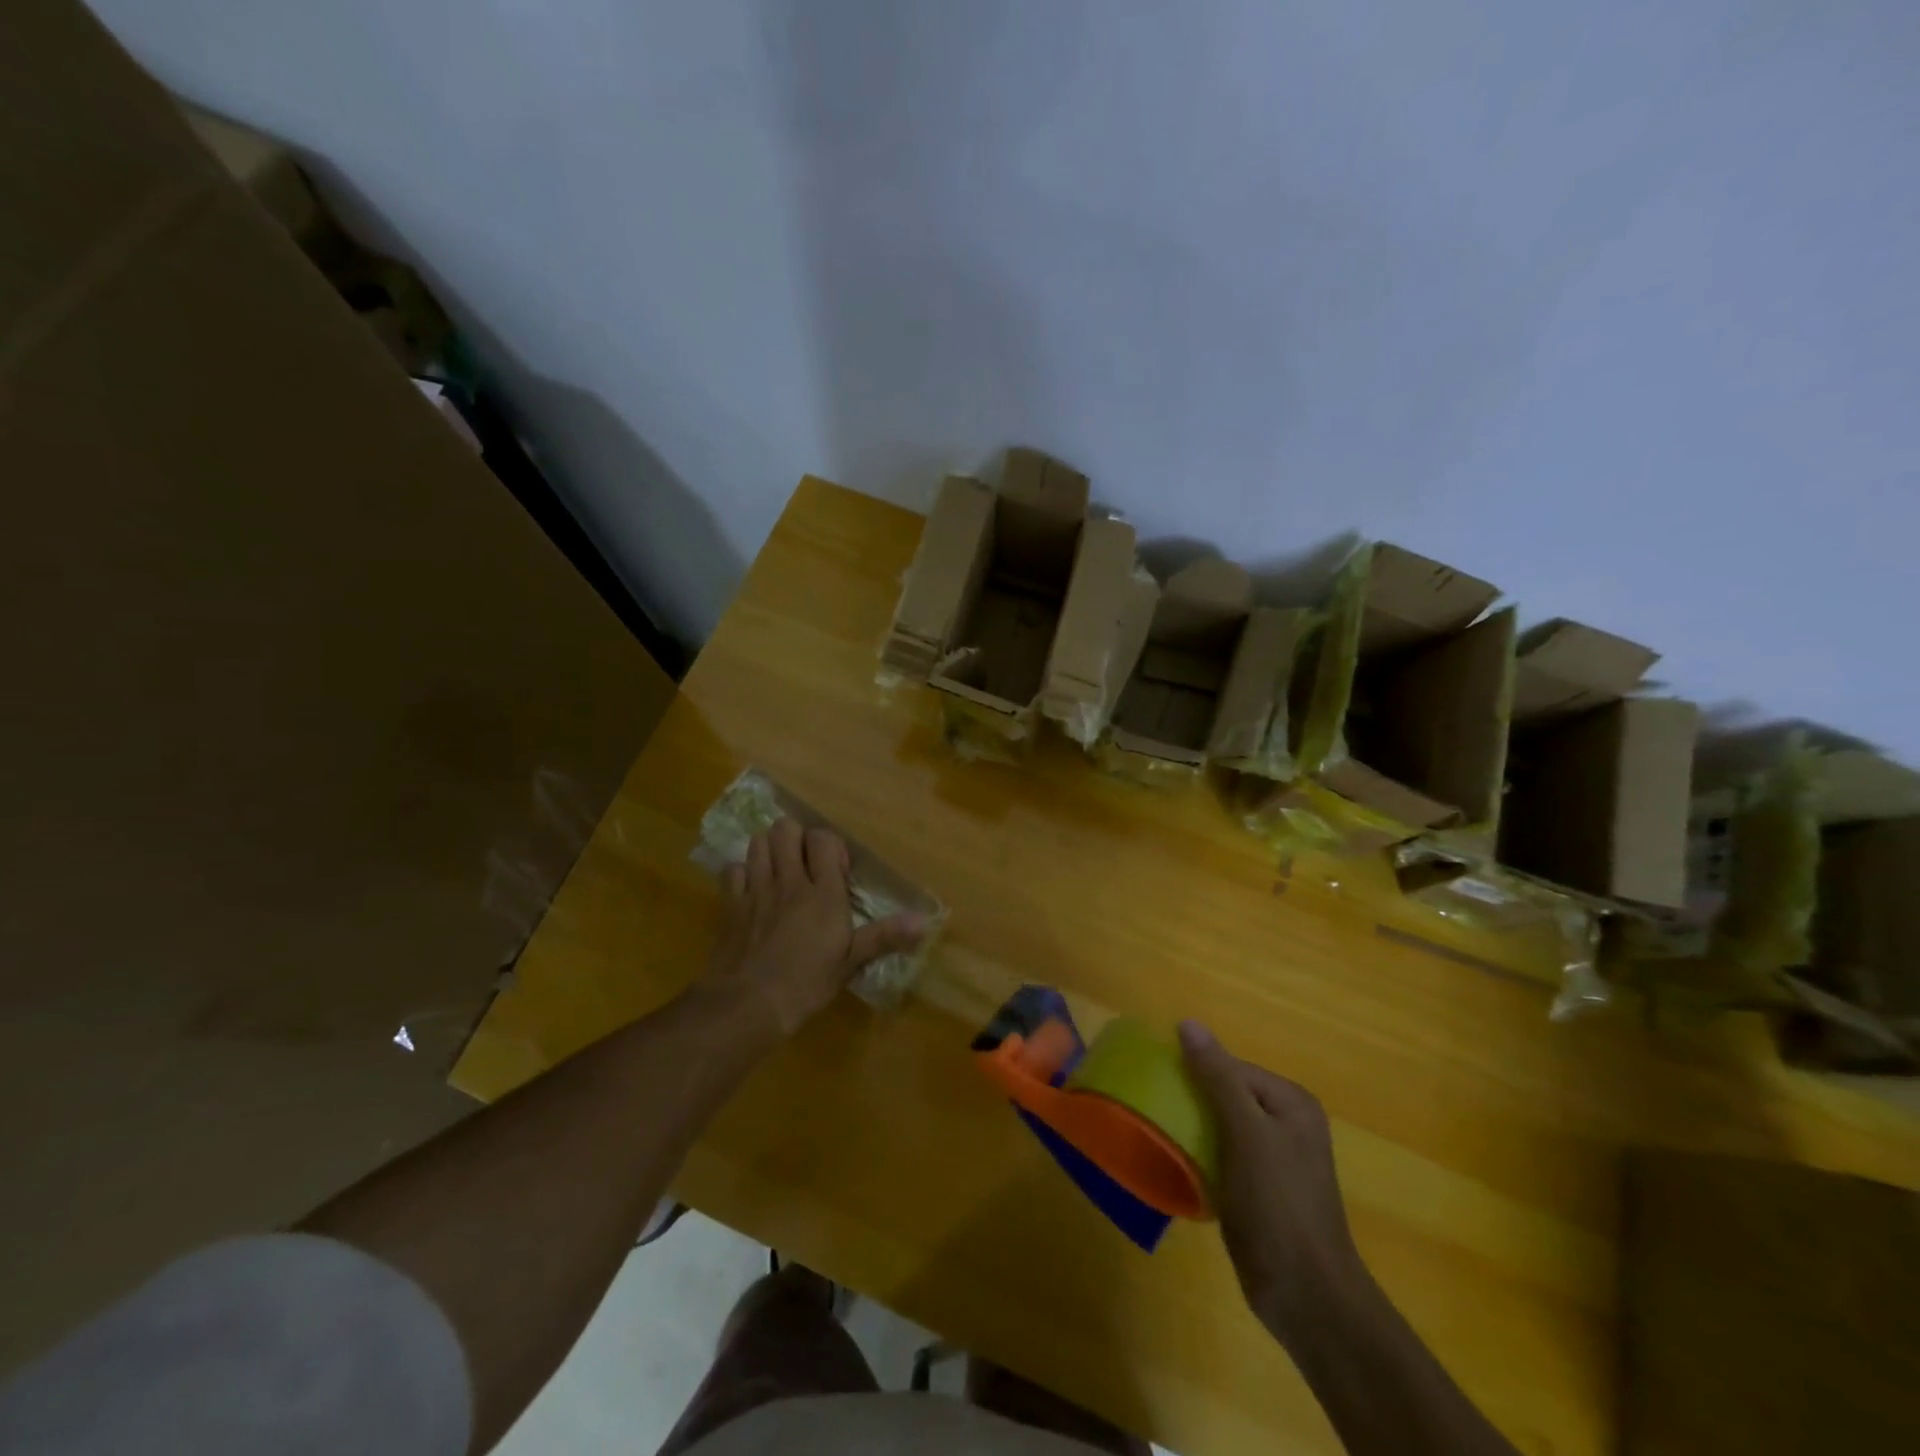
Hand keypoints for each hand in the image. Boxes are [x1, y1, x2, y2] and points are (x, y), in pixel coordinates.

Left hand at [703, 819, 925, 1035]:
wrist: (747, 1004)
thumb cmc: (806, 983)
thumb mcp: (850, 962)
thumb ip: (885, 936)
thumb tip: (925, 922)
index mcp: (823, 892)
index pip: (824, 839)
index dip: (829, 846)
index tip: (836, 870)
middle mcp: (789, 881)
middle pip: (786, 829)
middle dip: (796, 838)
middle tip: (804, 864)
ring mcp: (756, 889)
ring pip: (759, 842)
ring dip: (770, 849)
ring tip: (779, 870)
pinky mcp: (731, 904)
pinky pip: (733, 869)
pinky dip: (742, 873)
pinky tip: (751, 891)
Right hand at [1180, 1020, 1365, 1345]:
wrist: (1306, 1295)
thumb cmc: (1279, 1204)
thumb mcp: (1246, 1132)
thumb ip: (1217, 1077)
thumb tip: (1188, 1023)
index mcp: (1290, 1101)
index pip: (1231, 1067)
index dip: (1195, 1072)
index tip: (1158, 1083)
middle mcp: (1285, 1123)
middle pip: (1223, 1094)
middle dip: (1190, 1100)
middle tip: (1154, 1108)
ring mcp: (1272, 1159)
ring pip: (1218, 1126)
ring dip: (1190, 1128)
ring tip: (1156, 1132)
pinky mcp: (1257, 1190)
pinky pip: (1219, 1156)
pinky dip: (1197, 1156)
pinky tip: (1174, 1163)